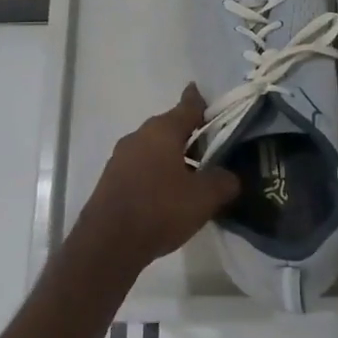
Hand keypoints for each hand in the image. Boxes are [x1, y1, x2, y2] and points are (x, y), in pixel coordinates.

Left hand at [73, 85, 241, 276]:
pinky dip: (157, 173)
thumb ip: (224, 181)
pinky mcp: (111, 179)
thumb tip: (230, 177)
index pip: (188, 106)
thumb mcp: (204, 197)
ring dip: (172, 156)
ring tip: (193, 175)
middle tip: (211, 148)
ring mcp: (121, 157)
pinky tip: (167, 193)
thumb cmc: (159, 210)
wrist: (107, 244)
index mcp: (162, 130)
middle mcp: (139, 136)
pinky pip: (141, 167)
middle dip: (190, 135)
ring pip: (154, 148)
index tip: (204, 94)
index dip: (200, 101)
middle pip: (170, 128)